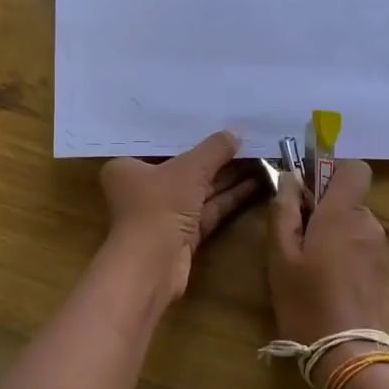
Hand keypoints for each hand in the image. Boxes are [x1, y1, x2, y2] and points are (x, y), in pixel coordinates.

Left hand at [100, 131, 259, 299]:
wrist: (152, 266)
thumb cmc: (159, 206)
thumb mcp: (189, 169)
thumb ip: (214, 150)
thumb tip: (236, 133)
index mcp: (128, 167)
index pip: (162, 145)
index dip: (190, 134)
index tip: (216, 121)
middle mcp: (142, 189)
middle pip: (184, 168)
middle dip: (216, 158)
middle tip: (248, 141)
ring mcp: (164, 214)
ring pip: (200, 190)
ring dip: (228, 177)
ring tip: (260, 159)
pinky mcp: (183, 235)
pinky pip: (208, 209)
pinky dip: (229, 198)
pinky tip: (255, 183)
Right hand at [267, 159, 388, 355]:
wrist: (351, 355)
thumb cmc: (307, 300)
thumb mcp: (280, 255)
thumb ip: (283, 210)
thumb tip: (290, 178)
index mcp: (344, 213)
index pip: (354, 168)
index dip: (331, 171)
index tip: (307, 190)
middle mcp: (368, 224)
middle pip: (348, 199)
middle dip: (323, 209)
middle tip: (295, 238)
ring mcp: (380, 249)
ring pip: (353, 225)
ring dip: (333, 234)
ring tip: (308, 267)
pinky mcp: (384, 273)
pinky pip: (361, 247)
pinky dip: (344, 254)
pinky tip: (327, 283)